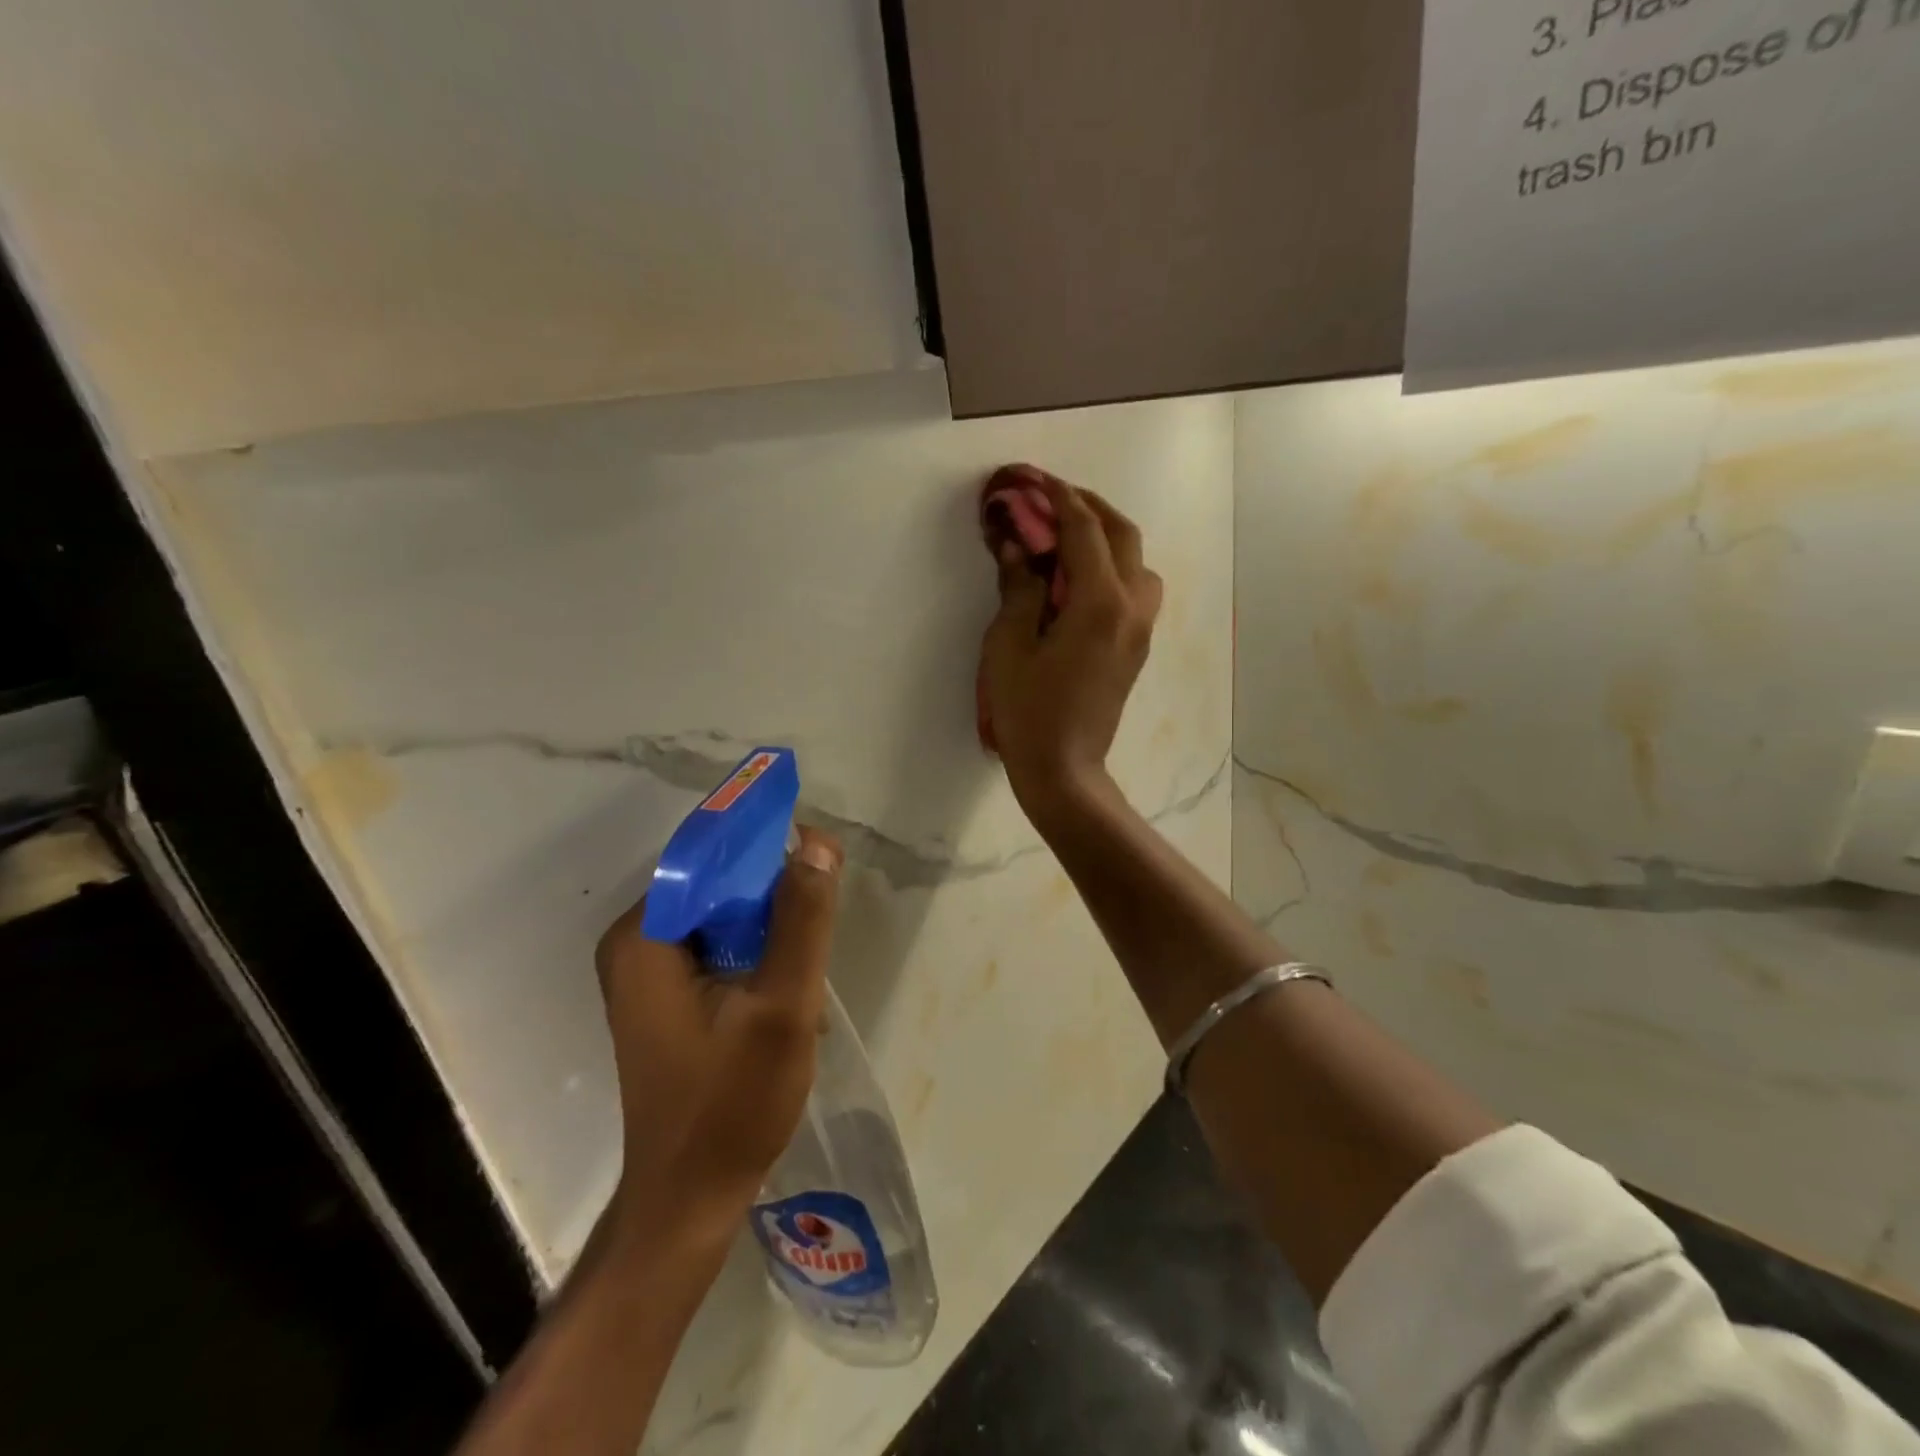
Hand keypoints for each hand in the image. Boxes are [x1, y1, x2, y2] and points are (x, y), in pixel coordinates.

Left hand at [594, 828, 843, 1244]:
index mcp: (644, 937)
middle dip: (773, 896)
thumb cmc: (731, 1105)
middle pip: (717, 886)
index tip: (819, 857)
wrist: (690, 1201)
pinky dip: (755, 954)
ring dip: (770, 929)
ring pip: (723, 918)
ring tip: (807, 965)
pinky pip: (718, 947)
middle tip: (818, 926)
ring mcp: (647, 973)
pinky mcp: (666, 997)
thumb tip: (814, 842)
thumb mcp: (782, 1007)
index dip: (766, 847)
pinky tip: (786, 988)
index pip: (709, 857)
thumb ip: (801, 920)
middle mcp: (635, 944)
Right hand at [979, 466, 1162, 823]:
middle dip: (1089, 507)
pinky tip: (1082, 577)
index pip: (1084, 530)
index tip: (1032, 478)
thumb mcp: (1009, 645)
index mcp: (1100, 602)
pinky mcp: (1136, 647)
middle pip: (1122, 535)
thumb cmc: (1028, 710)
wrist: (1063, 768)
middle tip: (1052, 498)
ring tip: (1070, 537)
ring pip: (1138, 562)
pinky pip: (1136, 589)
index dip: (1057, 498)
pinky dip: (1114, 566)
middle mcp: (1132, 607)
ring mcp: (1140, 629)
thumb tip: (1016, 544)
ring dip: (1108, 537)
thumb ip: (1018, 587)